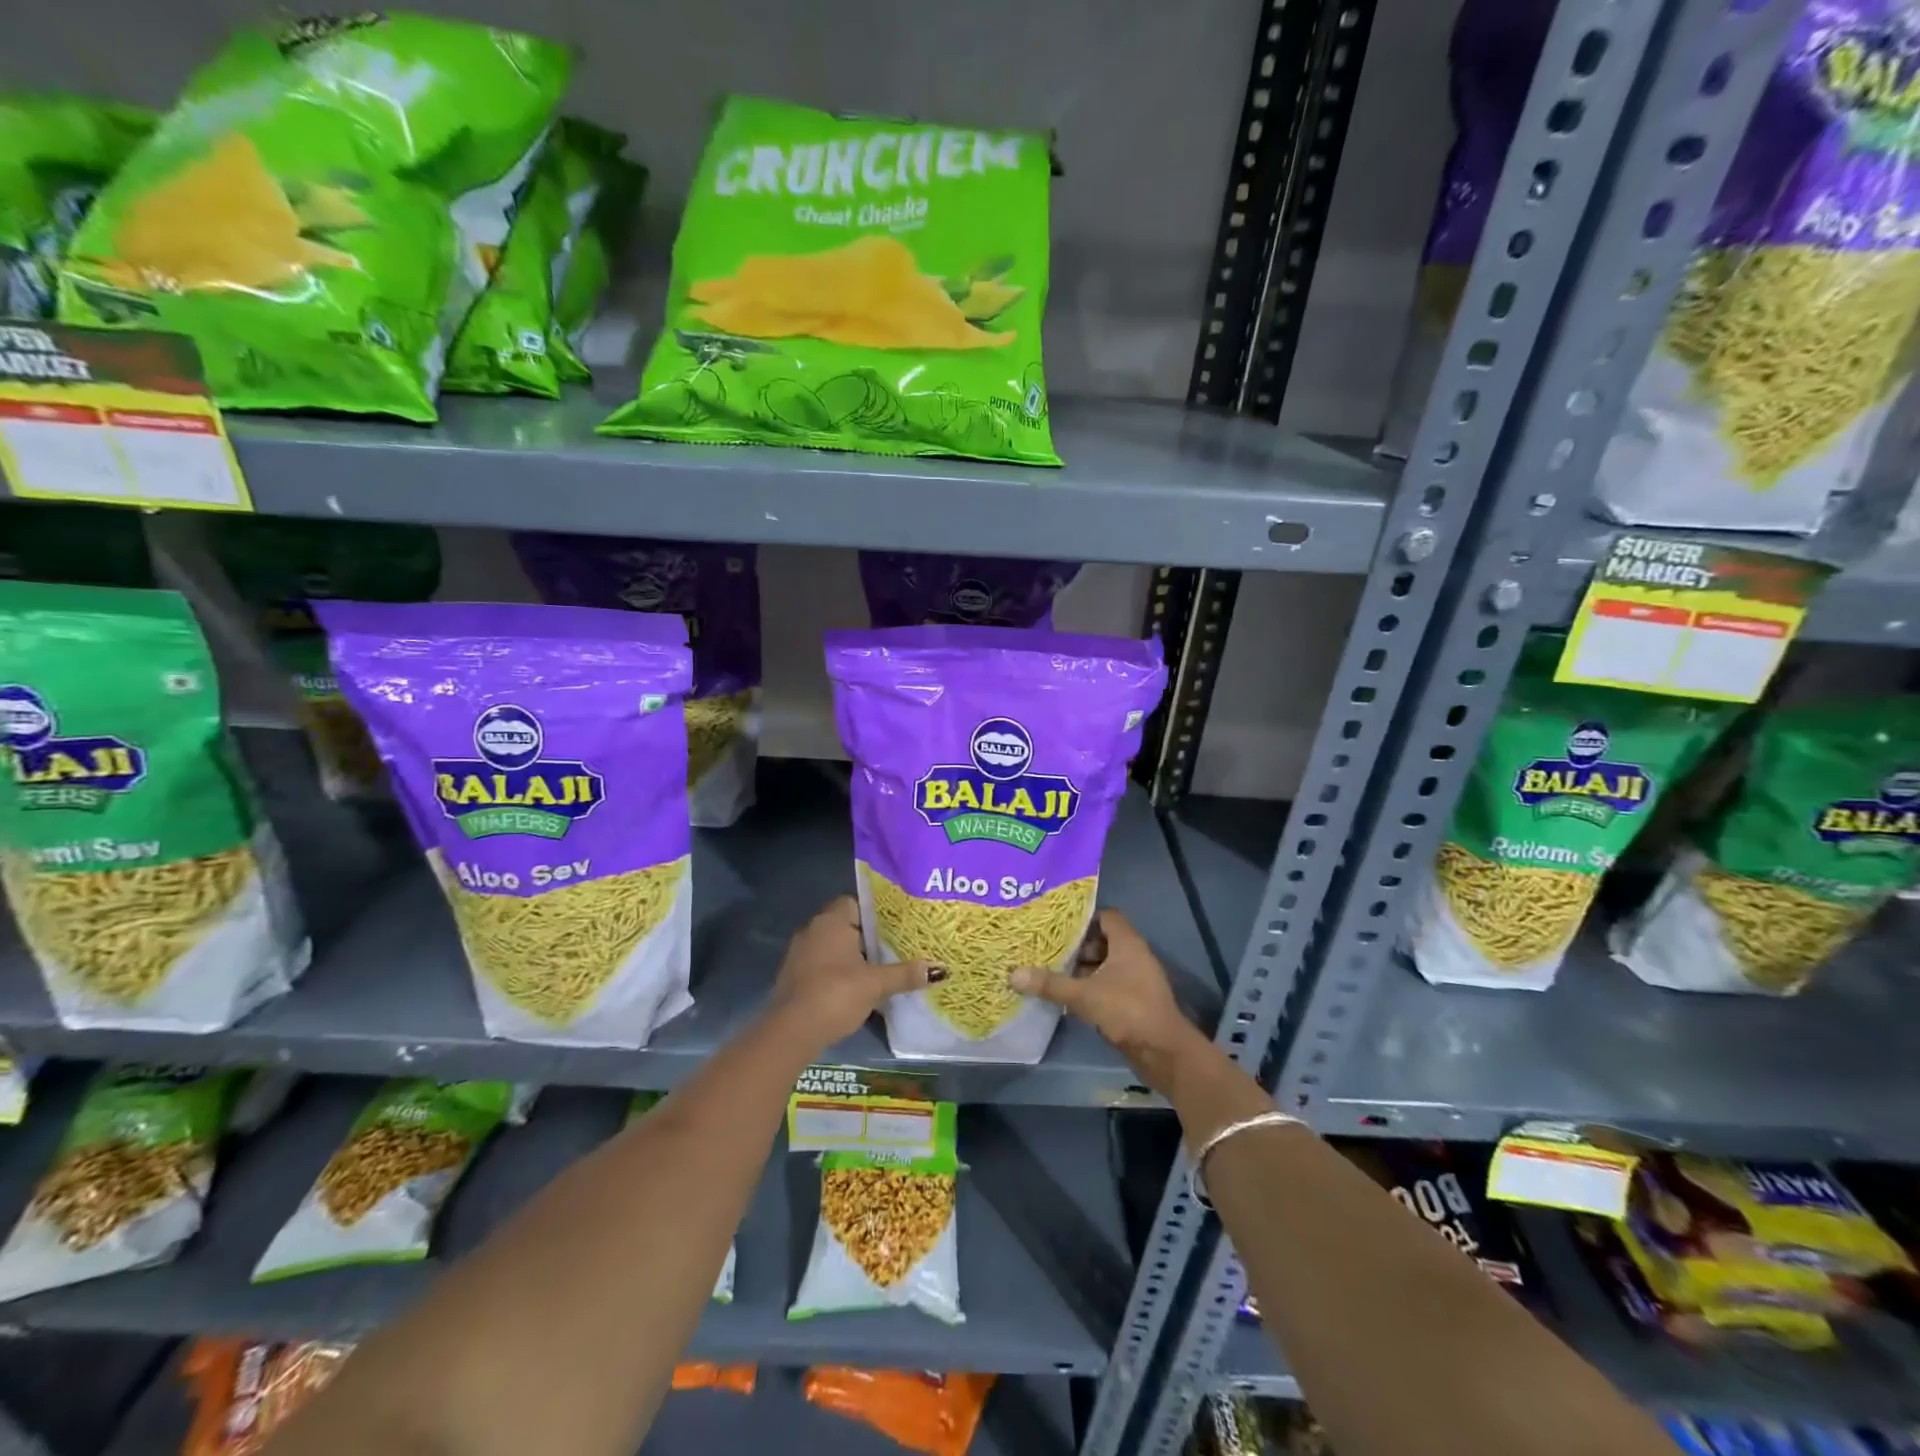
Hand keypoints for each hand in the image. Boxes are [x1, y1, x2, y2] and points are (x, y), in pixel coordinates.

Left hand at [768, 895, 936, 1051]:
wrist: (791, 1031)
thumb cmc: (836, 994)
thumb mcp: (875, 984)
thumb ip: (904, 974)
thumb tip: (938, 969)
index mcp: (831, 922)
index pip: (855, 903)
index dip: (875, 914)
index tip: (895, 928)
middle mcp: (812, 930)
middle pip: (845, 925)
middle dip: (867, 938)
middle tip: (894, 949)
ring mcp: (799, 954)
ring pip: (832, 947)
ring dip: (851, 957)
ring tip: (878, 970)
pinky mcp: (793, 977)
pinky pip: (821, 965)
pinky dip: (837, 973)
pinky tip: (855, 989)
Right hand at [1010, 909, 1210, 1092]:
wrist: (1164, 1052)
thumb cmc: (1127, 1010)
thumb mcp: (1084, 995)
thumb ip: (1050, 984)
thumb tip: (1013, 974)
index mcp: (1127, 943)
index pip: (1106, 916)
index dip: (1082, 918)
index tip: (1056, 924)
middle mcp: (1134, 956)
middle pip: (1102, 940)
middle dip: (1076, 945)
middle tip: (1047, 948)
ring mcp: (1136, 979)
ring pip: (1104, 964)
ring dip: (1082, 968)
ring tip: (1051, 970)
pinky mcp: (1134, 1000)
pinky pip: (1108, 984)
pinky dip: (1090, 986)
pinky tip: (1067, 994)